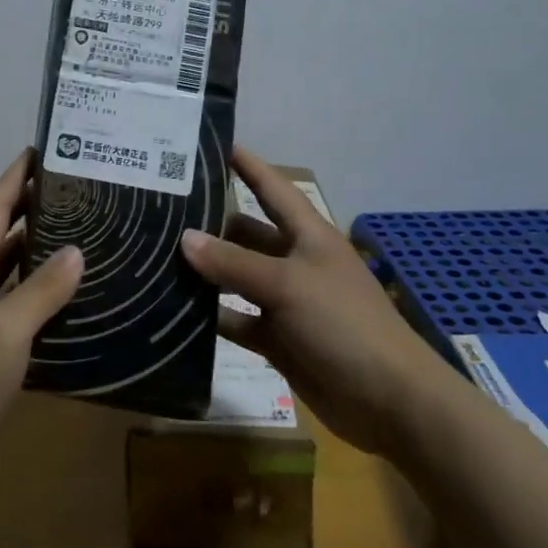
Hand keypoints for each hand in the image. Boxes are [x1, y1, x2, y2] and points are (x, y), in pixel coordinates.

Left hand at [0, 150, 83, 472]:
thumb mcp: (8, 328)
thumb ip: (42, 288)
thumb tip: (76, 250)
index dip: (13, 178)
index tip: (38, 151)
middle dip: (25, 205)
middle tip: (66, 187)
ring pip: (2, 263)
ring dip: (30, 243)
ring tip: (69, 227)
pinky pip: (7, 294)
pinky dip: (30, 282)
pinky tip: (57, 288)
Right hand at [179, 148, 447, 455]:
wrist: (391, 403)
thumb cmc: (343, 324)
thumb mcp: (287, 284)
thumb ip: (233, 262)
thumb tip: (184, 238)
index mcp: (308, 236)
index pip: (272, 189)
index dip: (247, 165)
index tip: (213, 144)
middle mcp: (295, 262)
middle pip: (247, 233)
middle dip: (212, 223)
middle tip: (162, 210)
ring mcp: (286, 303)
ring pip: (237, 278)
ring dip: (206, 272)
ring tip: (157, 257)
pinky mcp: (279, 340)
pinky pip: (238, 320)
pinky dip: (213, 317)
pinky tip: (176, 311)